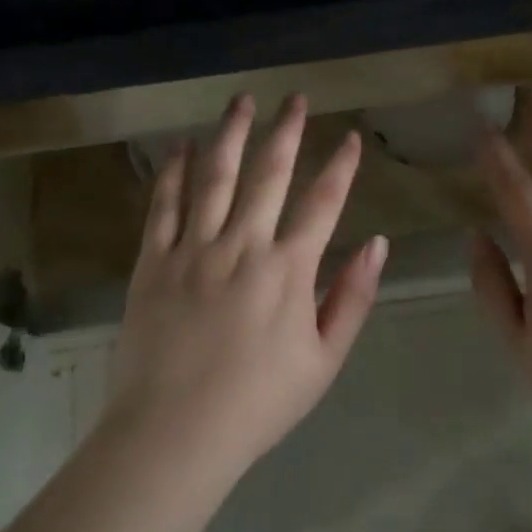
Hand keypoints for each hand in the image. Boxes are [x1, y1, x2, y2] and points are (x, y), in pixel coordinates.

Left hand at [106, 94, 387, 480]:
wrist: (175, 434)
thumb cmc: (258, 404)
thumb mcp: (323, 361)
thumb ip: (352, 298)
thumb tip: (378, 245)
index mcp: (288, 270)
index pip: (323, 204)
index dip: (341, 168)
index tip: (351, 138)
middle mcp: (242, 245)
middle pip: (269, 174)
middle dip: (286, 131)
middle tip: (295, 98)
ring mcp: (193, 249)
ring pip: (215, 176)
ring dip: (231, 134)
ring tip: (241, 101)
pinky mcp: (153, 261)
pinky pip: (164, 206)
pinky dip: (174, 172)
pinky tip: (182, 146)